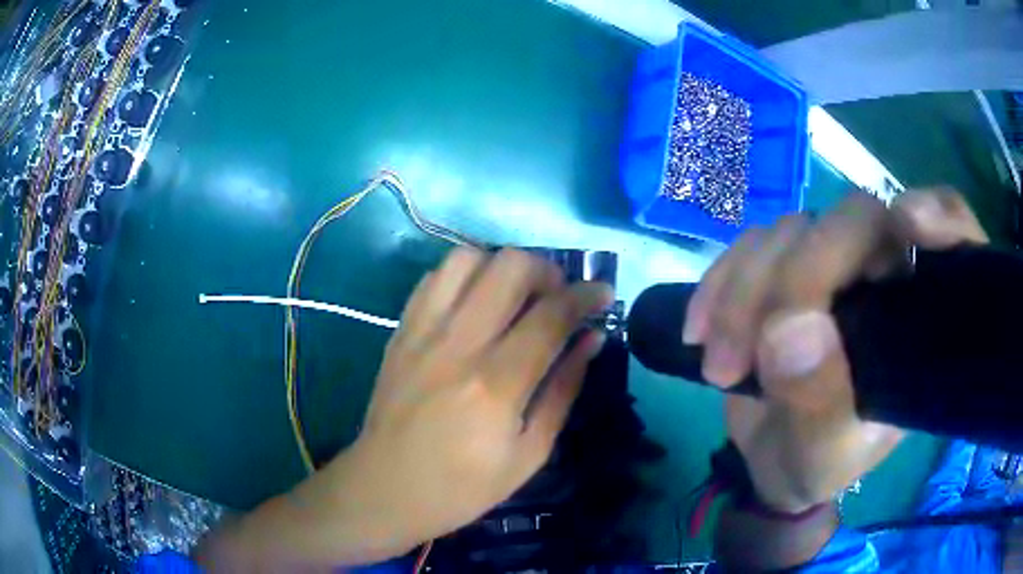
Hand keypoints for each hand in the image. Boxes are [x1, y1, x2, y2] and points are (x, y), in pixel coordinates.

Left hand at [196, 248, 611, 571]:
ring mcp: (422, 332)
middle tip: (557, 298)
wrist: (384, 489)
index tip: (603, 294)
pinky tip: (476, 303)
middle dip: (547, 271)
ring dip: (502, 267)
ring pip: (468, 258)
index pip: (552, 314)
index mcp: (496, 384)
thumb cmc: (462, 487)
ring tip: (515, 296)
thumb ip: (562, 390)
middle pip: (509, 267)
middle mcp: (457, 344)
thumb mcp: (529, 454)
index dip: (586, 295)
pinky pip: (435, 278)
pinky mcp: (400, 331)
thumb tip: (591, 340)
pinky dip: (465, 276)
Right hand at [684, 189, 987, 511]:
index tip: (910, 225)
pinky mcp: (786, 264)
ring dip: (745, 289)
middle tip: (752, 352)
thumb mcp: (822, 459)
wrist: (770, 458)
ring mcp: (835, 264)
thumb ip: (819, 406)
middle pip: (857, 221)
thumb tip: (788, 331)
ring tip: (720, 363)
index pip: (955, 239)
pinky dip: (720, 281)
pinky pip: (751, 244)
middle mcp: (887, 276)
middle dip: (799, 276)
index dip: (941, 218)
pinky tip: (699, 329)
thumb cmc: (816, 465)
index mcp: (921, 321)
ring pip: (794, 229)